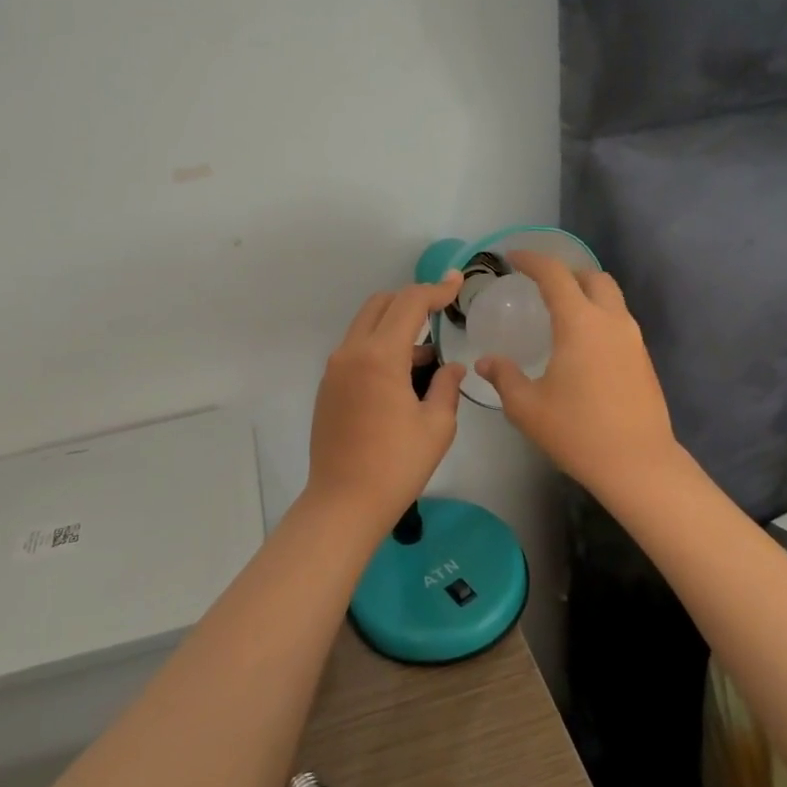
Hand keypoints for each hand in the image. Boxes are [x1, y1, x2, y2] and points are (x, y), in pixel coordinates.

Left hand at [306, 274, 465, 527]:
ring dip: (395, 324)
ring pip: (365, 325)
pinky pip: (356, 349)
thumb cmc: (396, 466)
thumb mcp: (437, 426)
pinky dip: (380, 345)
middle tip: (441, 309)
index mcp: (379, 356)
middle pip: (381, 304)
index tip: (457, 282)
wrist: (343, 503)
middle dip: (412, 299)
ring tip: (428, 354)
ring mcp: (334, 369)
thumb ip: (447, 386)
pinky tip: (403, 375)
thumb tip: (451, 367)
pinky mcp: (328, 387)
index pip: (409, 303)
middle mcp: (351, 352)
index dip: (436, 289)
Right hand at [476, 251, 680, 503]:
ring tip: (561, 313)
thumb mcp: (526, 407)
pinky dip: (599, 317)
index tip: (512, 257)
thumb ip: (503, 376)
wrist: (638, 465)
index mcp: (580, 323)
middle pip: (592, 277)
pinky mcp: (643, 359)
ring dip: (586, 294)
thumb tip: (485, 361)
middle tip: (541, 285)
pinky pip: (619, 321)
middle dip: (566, 272)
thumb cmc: (577, 432)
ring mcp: (633, 339)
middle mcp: (611, 321)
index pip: (555, 274)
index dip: (532, 260)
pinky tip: (582, 346)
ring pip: (611, 298)